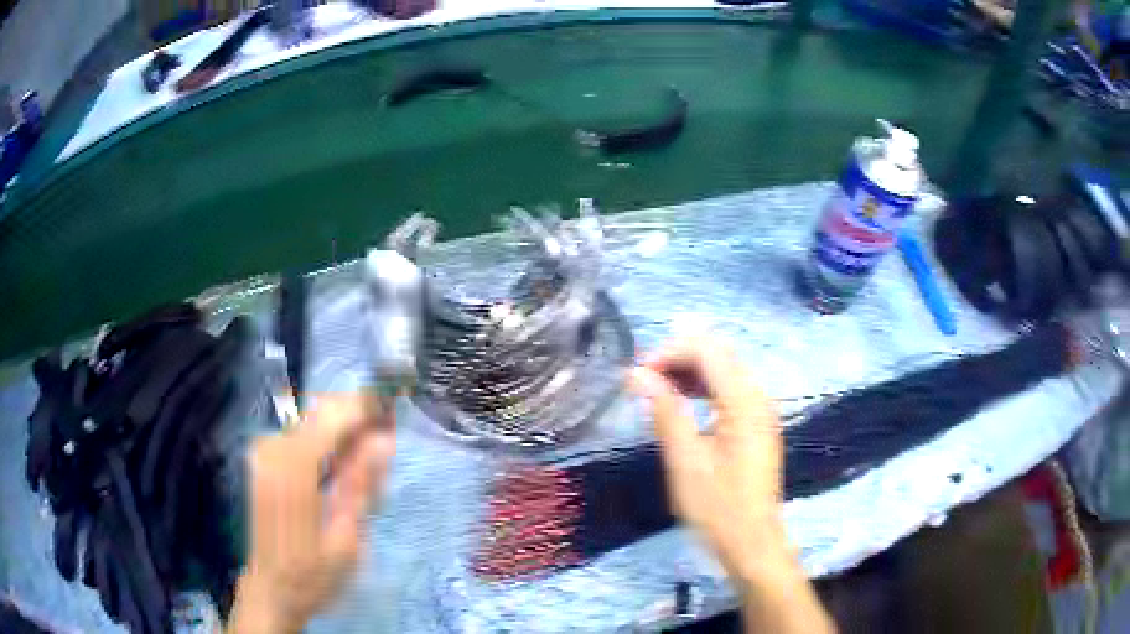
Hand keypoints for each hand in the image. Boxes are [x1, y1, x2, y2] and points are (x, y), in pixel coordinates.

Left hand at [228, 394, 394, 633]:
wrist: (271, 591)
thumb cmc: (313, 576)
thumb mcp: (347, 540)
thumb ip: (361, 485)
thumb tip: (384, 439)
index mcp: (293, 470)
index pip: (334, 416)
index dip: (368, 407)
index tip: (397, 412)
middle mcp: (274, 450)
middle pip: (322, 411)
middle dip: (358, 417)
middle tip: (387, 443)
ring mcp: (264, 453)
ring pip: (312, 419)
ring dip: (344, 429)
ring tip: (370, 460)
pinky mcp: (263, 460)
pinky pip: (300, 434)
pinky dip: (326, 441)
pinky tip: (342, 466)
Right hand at [629, 337, 834, 633]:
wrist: (752, 542)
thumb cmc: (717, 507)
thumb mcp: (685, 461)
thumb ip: (665, 411)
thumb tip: (638, 374)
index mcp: (744, 403)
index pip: (707, 351)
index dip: (670, 352)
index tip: (637, 374)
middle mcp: (758, 398)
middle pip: (719, 354)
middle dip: (679, 357)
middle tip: (644, 379)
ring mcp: (761, 411)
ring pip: (725, 370)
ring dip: (690, 371)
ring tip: (656, 389)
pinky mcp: (757, 425)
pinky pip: (730, 390)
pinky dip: (704, 388)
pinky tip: (682, 403)